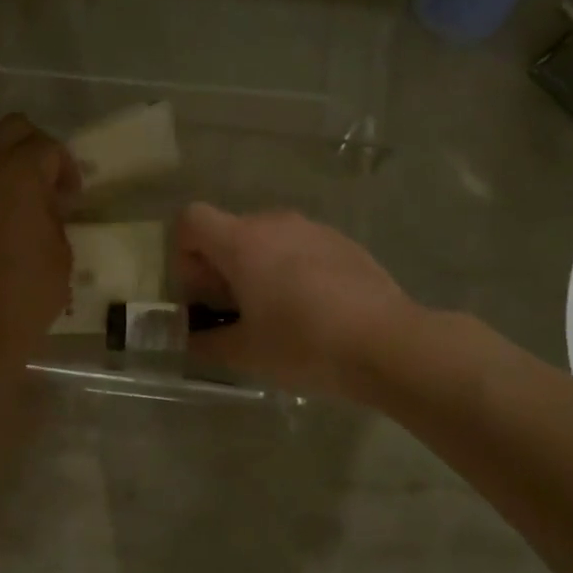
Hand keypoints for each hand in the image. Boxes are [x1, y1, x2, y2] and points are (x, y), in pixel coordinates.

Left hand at [0, 115, 77, 380]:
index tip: (69, 199)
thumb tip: (44, 203)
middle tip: (41, 181)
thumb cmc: (26, 296)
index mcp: (21, 172)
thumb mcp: (61, 253)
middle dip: (32, 147)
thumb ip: (54, 215)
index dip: (66, 170)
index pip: (49, 148)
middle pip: (11, 127)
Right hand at [173, 203, 415, 399]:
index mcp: (242, 242)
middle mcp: (275, 223)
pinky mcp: (343, 242)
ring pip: (267, 238)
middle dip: (220, 267)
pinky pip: (301, 247)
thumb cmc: (304, 345)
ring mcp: (314, 229)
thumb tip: (190, 339)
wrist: (388, 344)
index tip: (200, 293)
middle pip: (229, 230)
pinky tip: (313, 309)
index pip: (191, 219)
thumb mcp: (245, 353)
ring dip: (257, 267)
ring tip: (275, 313)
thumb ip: (206, 342)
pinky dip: (291, 269)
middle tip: (234, 312)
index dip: (184, 253)